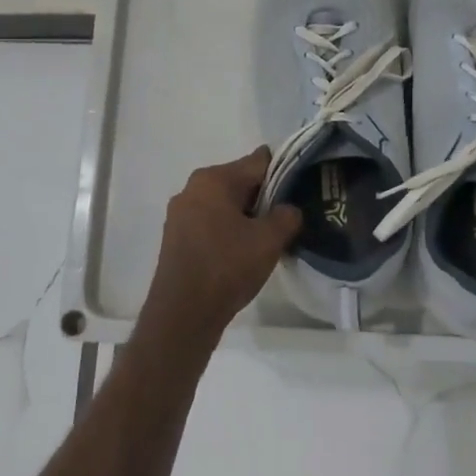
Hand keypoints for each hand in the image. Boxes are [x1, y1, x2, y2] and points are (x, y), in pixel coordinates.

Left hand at [143, 147, 301, 349]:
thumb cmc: (227, 267)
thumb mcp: (269, 240)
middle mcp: (192, 187)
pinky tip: (240, 253)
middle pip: (239, 181)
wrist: (182, 313)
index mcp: (213, 179)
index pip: (258, 162)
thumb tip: (288, 209)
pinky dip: (227, 230)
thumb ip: (286, 216)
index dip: (283, 173)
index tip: (300, 190)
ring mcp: (179, 213)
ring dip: (244, 216)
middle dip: (263, 197)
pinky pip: (209, 222)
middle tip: (285, 220)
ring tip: (265, 240)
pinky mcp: (174, 236)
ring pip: (224, 204)